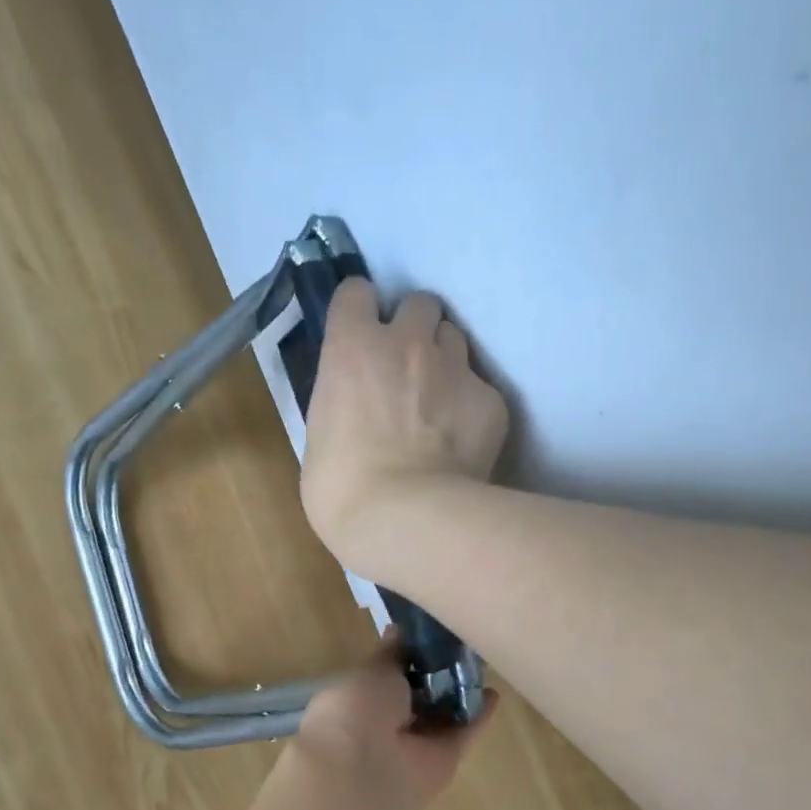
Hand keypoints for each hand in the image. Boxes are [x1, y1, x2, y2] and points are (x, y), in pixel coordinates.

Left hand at [295, 634, 495, 805]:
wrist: (366, 767)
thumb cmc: (358, 708)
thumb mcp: (373, 669)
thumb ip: (391, 654)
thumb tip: (397, 629)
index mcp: (358, 701)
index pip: (385, 677)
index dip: (405, 658)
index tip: (427, 635)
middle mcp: (385, 725)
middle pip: (417, 697)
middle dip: (435, 675)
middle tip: (460, 644)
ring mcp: (414, 745)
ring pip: (441, 715)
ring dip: (458, 693)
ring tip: (481, 662)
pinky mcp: (443, 760)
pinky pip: (462, 733)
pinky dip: (479, 716)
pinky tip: (494, 693)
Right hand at [301, 279, 509, 582]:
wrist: (405, 517)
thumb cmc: (341, 487)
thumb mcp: (319, 435)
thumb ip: (341, 403)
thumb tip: (355, 409)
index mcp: (352, 346)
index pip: (357, 291)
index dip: (360, 310)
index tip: (361, 334)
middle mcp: (407, 342)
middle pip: (420, 303)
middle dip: (414, 327)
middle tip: (407, 366)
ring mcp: (454, 368)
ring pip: (455, 339)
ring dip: (445, 360)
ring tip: (439, 401)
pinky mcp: (490, 400)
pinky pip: (481, 389)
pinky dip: (472, 407)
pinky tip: (462, 441)